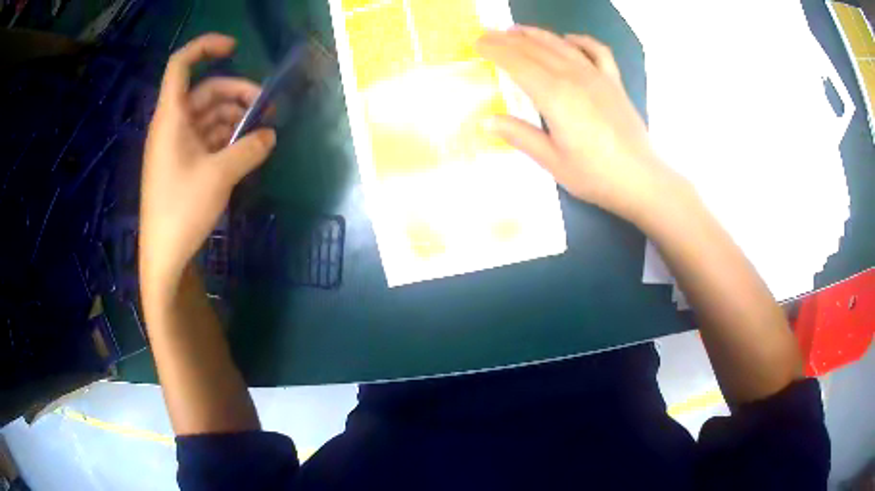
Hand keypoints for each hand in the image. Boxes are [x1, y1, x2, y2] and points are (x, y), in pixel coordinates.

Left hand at [140, 33, 275, 299]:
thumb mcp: (220, 176)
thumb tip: (271, 134)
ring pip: (209, 116)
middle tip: (267, 108)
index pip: (181, 64)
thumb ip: (249, 149)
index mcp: (171, 117)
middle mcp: (172, 124)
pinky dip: (227, 138)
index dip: (206, 47)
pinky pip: (207, 138)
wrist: (163, 256)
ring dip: (236, 118)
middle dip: (238, 94)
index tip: (235, 48)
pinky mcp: (182, 164)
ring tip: (261, 133)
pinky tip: (245, 149)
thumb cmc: (182, 210)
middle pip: (206, 91)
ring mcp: (177, 145)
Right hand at [477, 26, 680, 221]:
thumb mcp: (552, 161)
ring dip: (536, 34)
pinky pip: (596, 51)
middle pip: (536, 49)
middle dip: (508, 39)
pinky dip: (580, 41)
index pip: (517, 63)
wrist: (641, 180)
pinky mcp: (614, 82)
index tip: (477, 42)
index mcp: (555, 95)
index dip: (495, 50)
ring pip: (561, 44)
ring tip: (517, 30)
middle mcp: (574, 76)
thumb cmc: (595, 175)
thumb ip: (519, 135)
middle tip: (488, 34)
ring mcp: (597, 76)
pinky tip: (568, 40)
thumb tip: (486, 120)